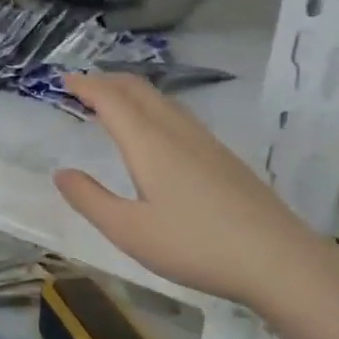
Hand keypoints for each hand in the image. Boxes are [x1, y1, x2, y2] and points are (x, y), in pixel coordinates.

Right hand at [54, 75, 317, 305]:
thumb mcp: (129, 231)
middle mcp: (176, 131)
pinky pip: (179, 115)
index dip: (85, 85)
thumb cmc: (194, 245)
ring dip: (132, 92)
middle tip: (82, 85)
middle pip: (138, 89)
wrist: (276, 258)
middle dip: (107, 80)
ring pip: (162, 100)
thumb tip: (61, 173)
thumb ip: (90, 199)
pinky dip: (153, 107)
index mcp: (149, 143)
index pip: (111, 99)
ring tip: (112, 102)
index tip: (63, 80)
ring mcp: (205, 141)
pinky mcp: (223, 157)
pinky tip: (156, 131)